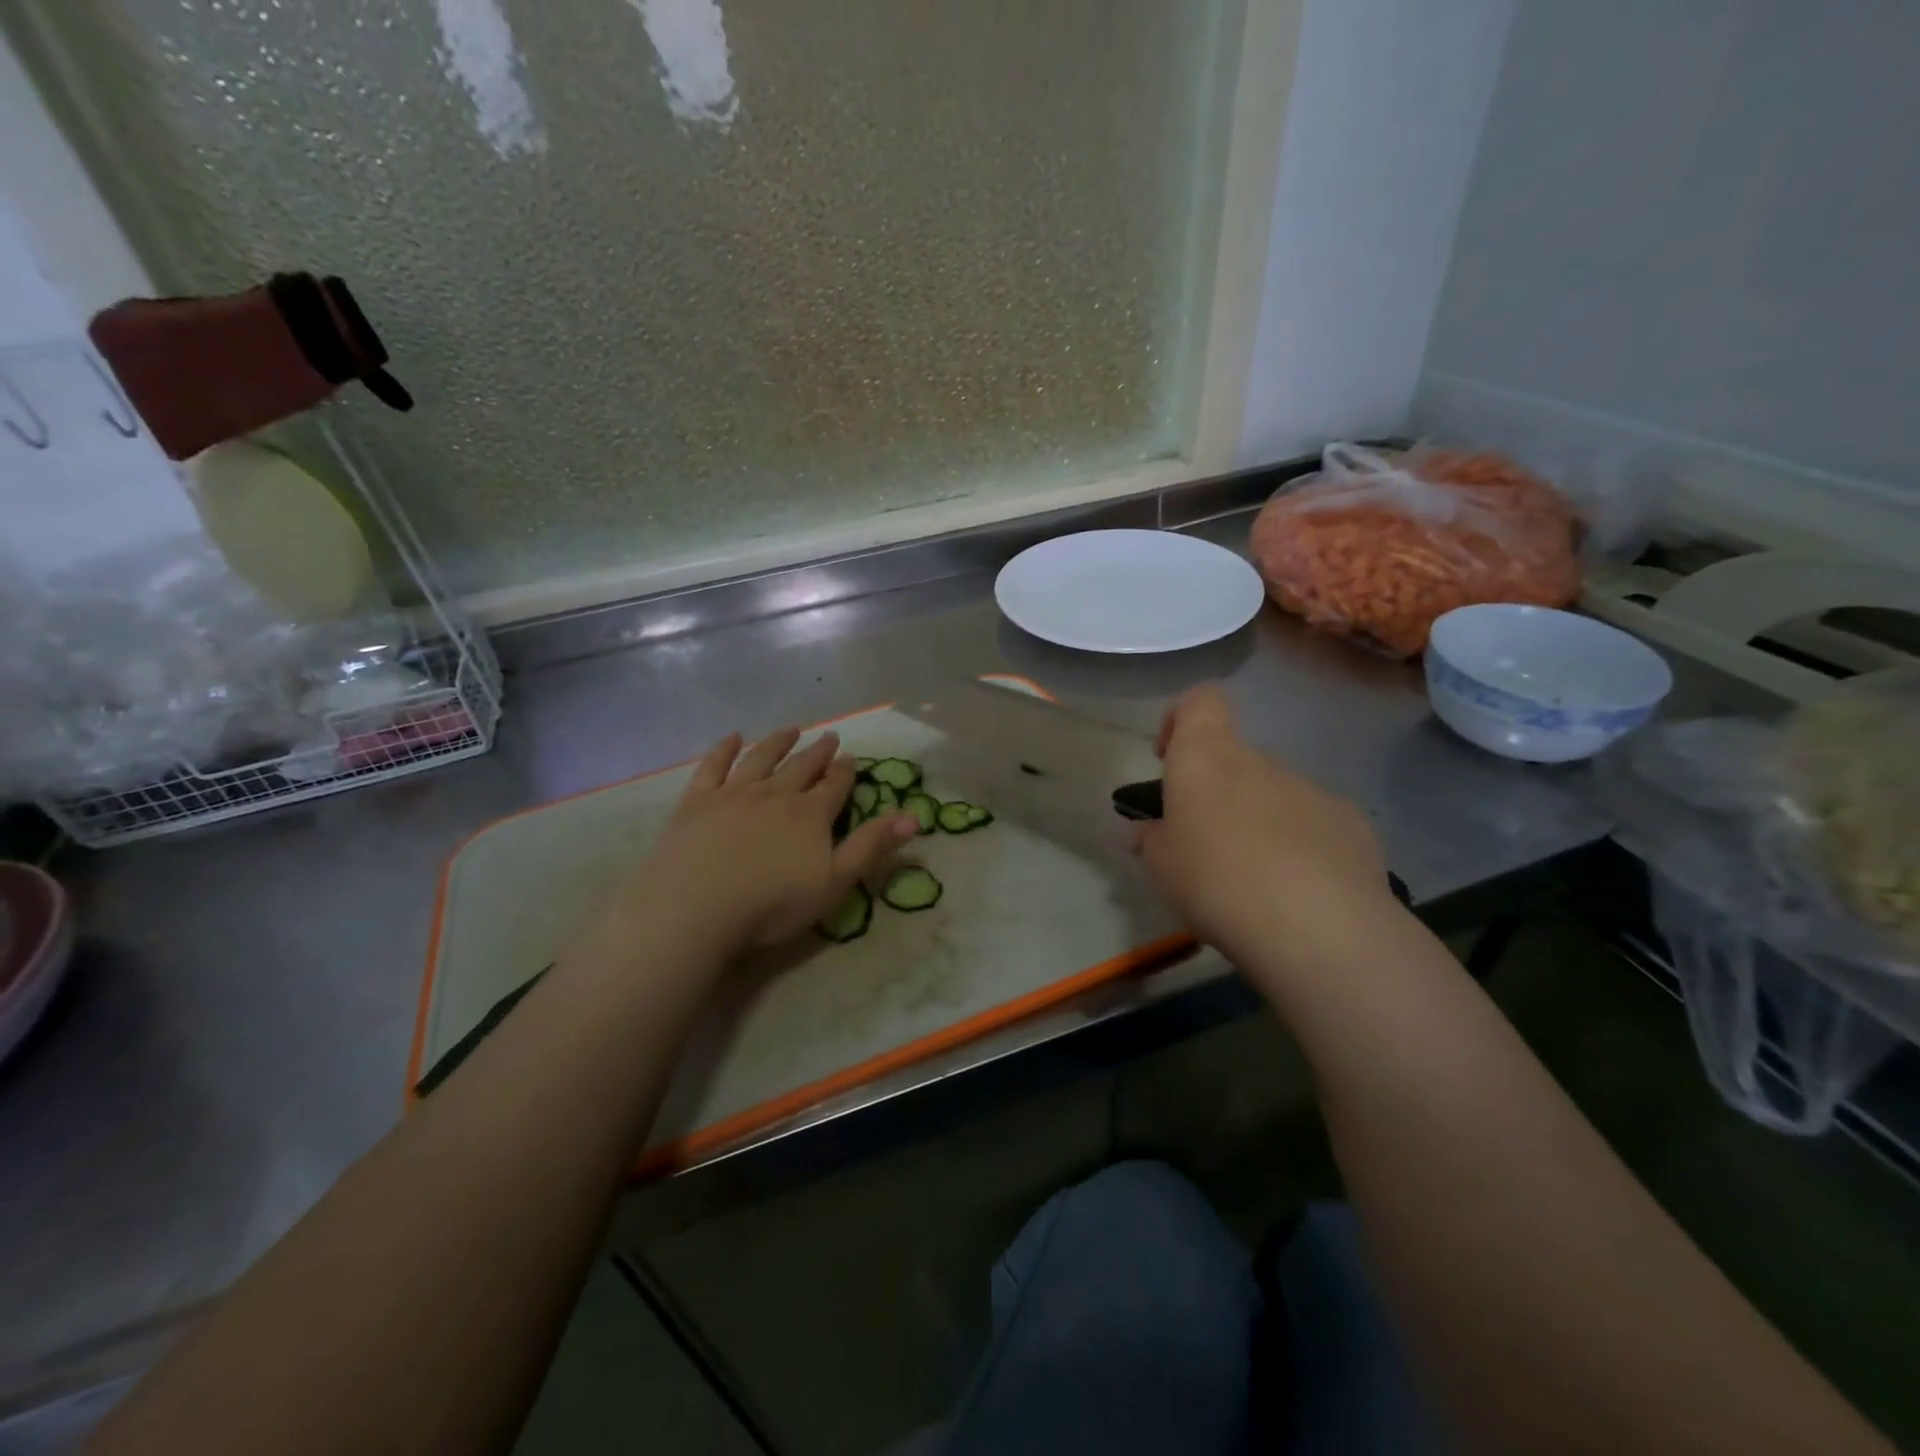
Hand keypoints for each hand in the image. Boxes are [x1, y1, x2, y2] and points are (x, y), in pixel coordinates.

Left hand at [597, 727, 918, 960]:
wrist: (697, 909)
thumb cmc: (772, 904)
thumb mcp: (835, 882)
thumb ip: (872, 847)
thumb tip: (914, 817)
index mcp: (810, 815)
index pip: (834, 786)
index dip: (845, 771)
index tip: (851, 758)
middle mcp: (776, 794)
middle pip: (802, 767)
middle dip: (818, 752)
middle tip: (830, 737)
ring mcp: (734, 793)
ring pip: (762, 758)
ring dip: (778, 743)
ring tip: (791, 730)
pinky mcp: (697, 801)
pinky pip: (714, 766)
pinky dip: (725, 749)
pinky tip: (733, 738)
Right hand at [1135, 686, 1394, 978]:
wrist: (1317, 926)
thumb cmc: (1216, 881)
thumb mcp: (1161, 868)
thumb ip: (1152, 840)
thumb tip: (1147, 831)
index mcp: (1206, 757)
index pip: (1200, 701)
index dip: (1181, 719)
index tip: (1169, 760)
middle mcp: (1260, 760)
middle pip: (1234, 759)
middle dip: (1217, 793)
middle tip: (1204, 846)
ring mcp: (1310, 789)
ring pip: (1273, 794)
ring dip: (1258, 823)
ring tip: (1252, 881)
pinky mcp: (1351, 823)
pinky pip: (1312, 824)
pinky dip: (1300, 846)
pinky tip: (1297, 892)